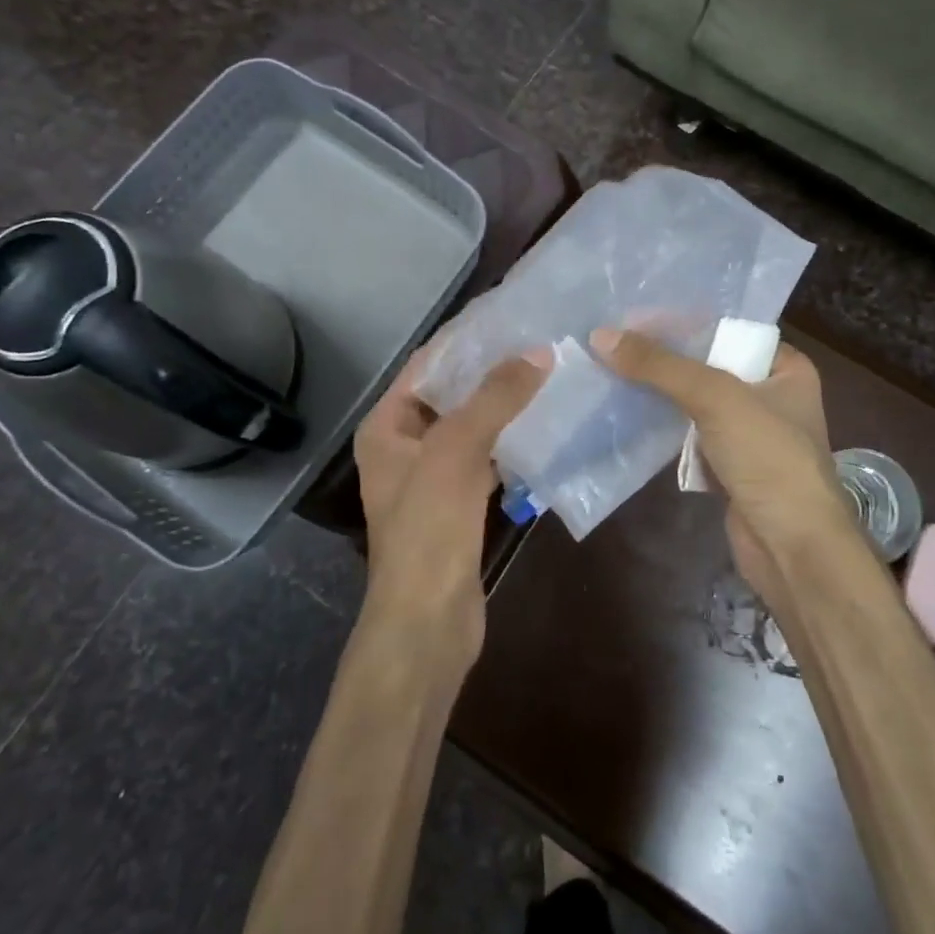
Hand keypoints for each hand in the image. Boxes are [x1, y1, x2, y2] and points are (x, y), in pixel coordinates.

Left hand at [352, 344, 545, 674]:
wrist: (428, 619)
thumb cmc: (429, 527)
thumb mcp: (457, 450)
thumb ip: (495, 397)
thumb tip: (538, 352)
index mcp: (386, 427)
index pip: (426, 365)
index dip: (464, 339)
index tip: (508, 314)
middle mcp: (404, 446)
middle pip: (450, 395)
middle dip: (490, 371)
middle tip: (538, 342)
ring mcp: (431, 478)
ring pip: (471, 428)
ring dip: (503, 407)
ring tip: (547, 375)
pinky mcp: (458, 504)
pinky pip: (486, 459)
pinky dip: (510, 443)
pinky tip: (544, 428)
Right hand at [591, 328, 853, 596]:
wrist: (792, 547)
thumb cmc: (768, 458)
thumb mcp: (716, 398)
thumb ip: (660, 366)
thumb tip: (601, 336)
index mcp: (786, 368)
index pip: (728, 330)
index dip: (682, 323)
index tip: (633, 318)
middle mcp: (771, 395)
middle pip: (709, 365)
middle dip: (664, 359)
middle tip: (613, 343)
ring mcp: (750, 434)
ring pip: (696, 402)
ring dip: (660, 393)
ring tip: (610, 371)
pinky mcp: (730, 467)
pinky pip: (691, 435)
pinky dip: (665, 428)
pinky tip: (628, 413)